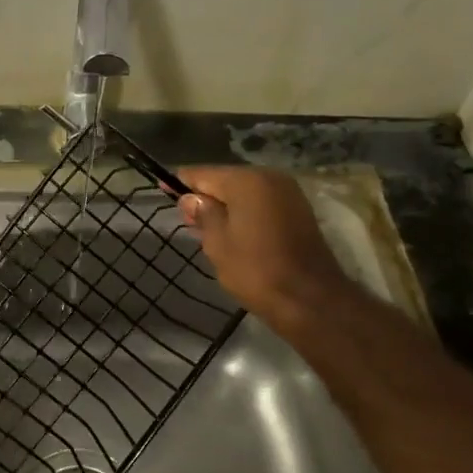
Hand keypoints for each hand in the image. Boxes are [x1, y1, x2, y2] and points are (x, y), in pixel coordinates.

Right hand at [176, 167, 350, 323]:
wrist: (309, 299)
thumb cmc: (256, 270)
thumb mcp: (217, 242)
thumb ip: (202, 214)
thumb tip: (190, 198)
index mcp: (246, 181)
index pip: (203, 173)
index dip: (181, 183)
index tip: (162, 190)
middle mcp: (269, 177)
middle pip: (226, 180)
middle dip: (205, 196)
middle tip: (187, 219)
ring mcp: (288, 193)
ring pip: (245, 192)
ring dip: (226, 205)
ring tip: (207, 229)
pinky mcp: (299, 210)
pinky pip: (262, 203)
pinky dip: (245, 212)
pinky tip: (234, 232)